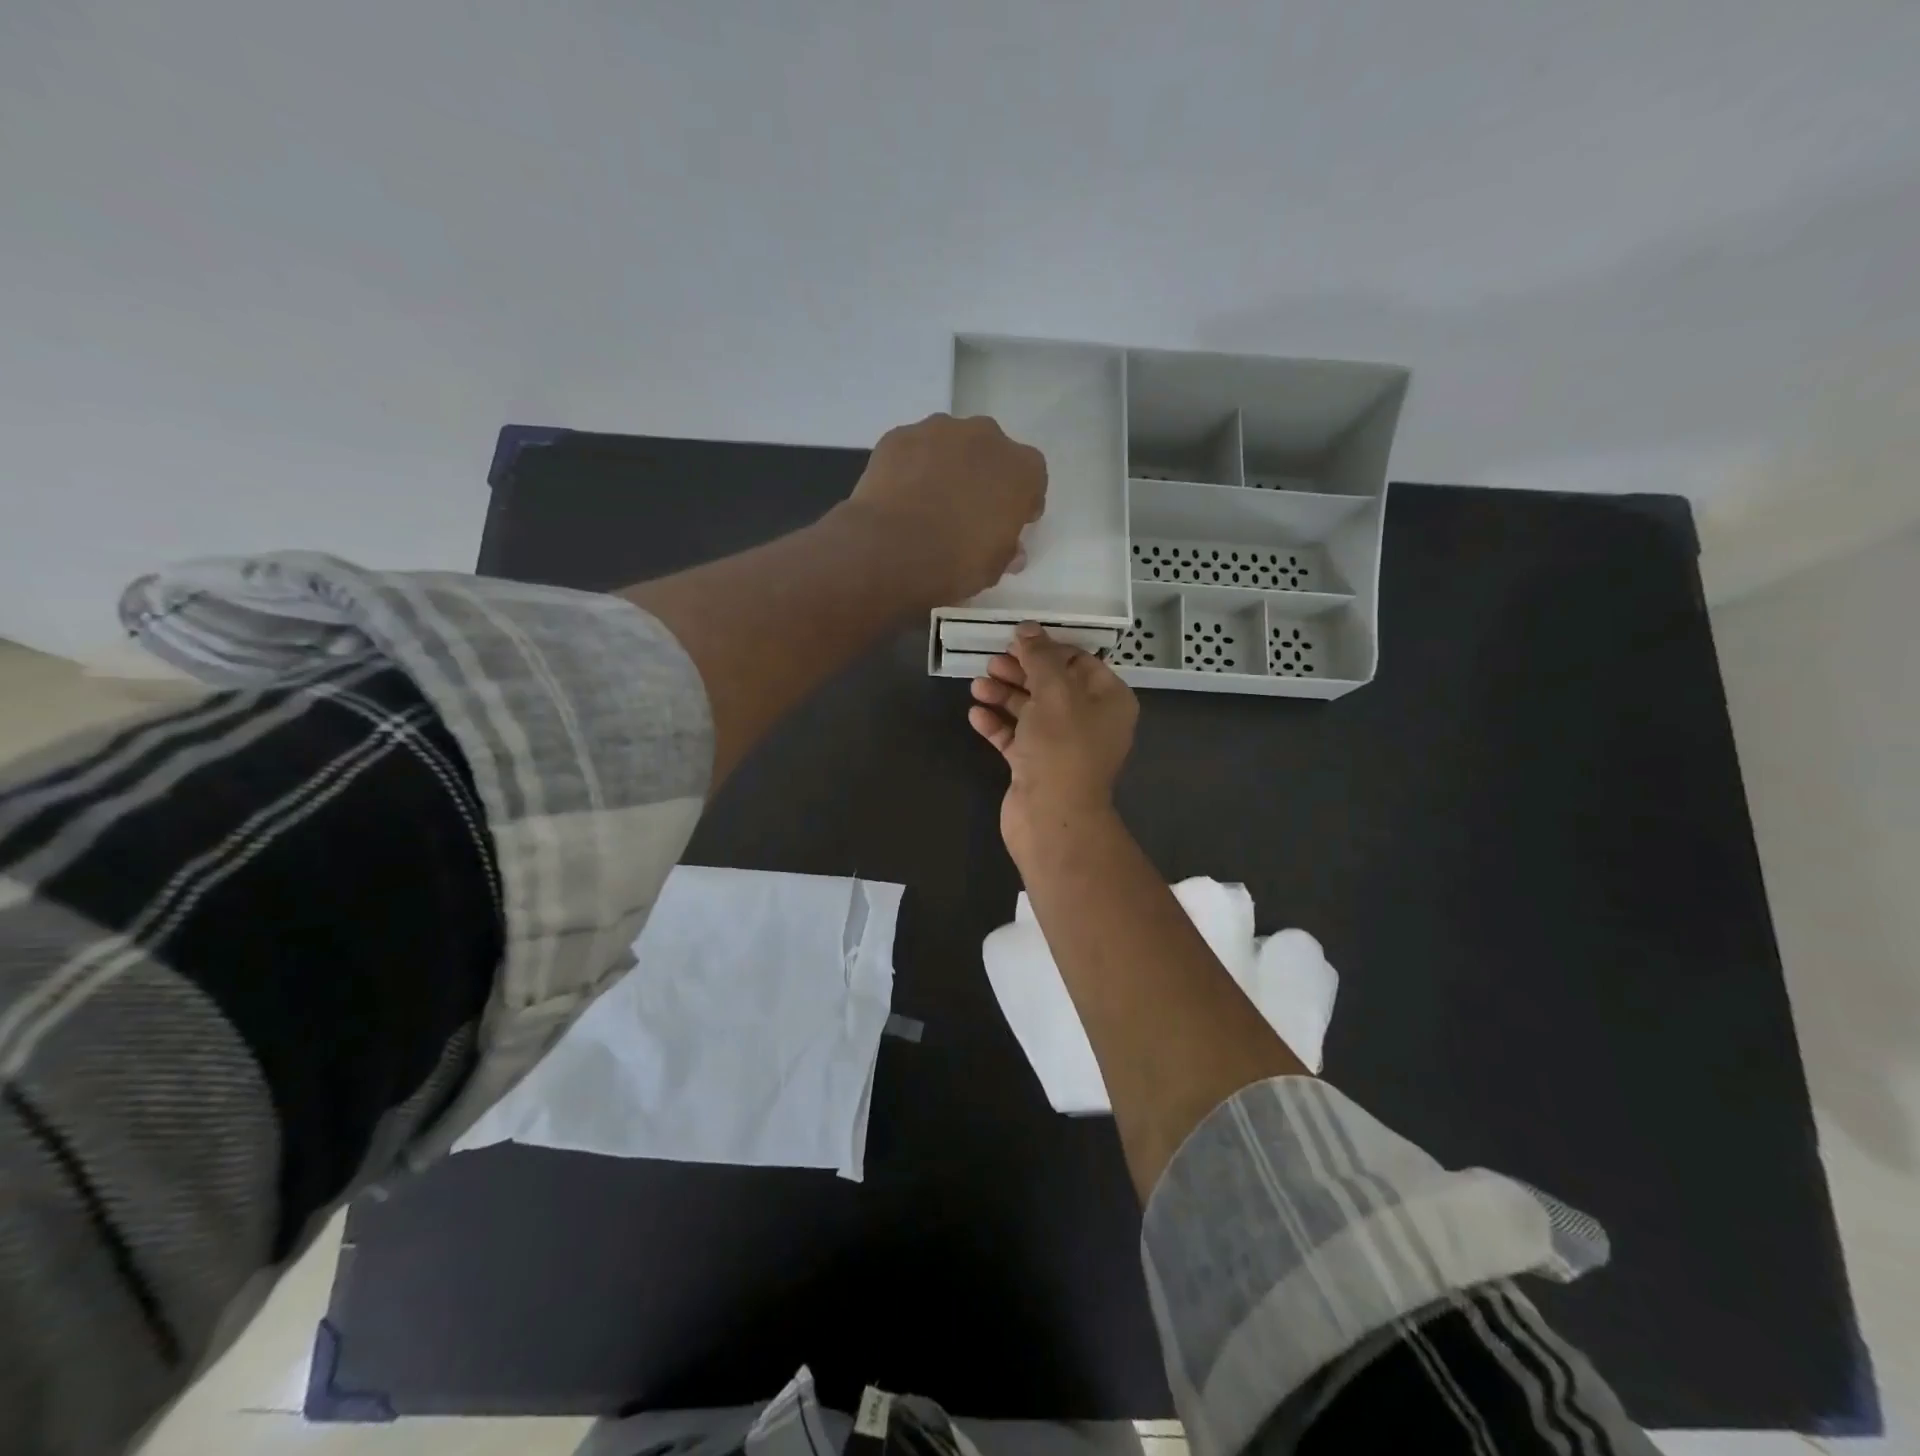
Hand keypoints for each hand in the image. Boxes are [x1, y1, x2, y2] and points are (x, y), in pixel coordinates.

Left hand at [840, 413, 1046, 608]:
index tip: (1010, 521)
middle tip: (968, 509)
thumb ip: (1006, 551)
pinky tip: (902, 496)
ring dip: (947, 466)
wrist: (890, 550)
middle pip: (991, 453)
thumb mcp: (992, 569)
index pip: (1032, 479)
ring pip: (950, 446)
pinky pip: (913, 450)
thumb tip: (1011, 551)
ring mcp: (938, 430)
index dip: (1021, 501)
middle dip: (984, 476)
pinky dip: (912, 467)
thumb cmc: (955, 562)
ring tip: (930, 501)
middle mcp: (985, 437)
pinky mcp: (899, 436)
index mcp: (1021, 469)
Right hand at [969, 623, 1138, 859]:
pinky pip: (1015, 737)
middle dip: (1020, 671)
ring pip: (1030, 711)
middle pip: (1051, 685)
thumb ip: (1040, 656)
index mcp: (1108, 700)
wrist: (1052, 816)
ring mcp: (1061, 746)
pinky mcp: (1036, 766)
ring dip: (1003, 695)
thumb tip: (1027, 629)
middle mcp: (1089, 721)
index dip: (1047, 648)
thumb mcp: (1054, 691)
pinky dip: (997, 724)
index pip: (1079, 661)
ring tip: (977, 686)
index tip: (1016, 640)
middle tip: (991, 662)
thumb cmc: (1062, 747)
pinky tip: (975, 715)